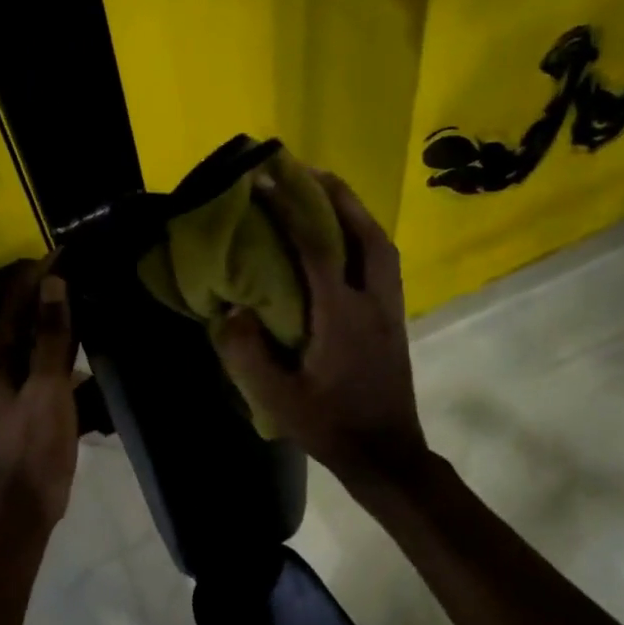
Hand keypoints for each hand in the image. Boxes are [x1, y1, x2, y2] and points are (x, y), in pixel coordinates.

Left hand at [0, 259, 79, 525]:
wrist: (29, 500)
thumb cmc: (36, 443)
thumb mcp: (47, 386)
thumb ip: (51, 336)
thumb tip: (54, 283)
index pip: (16, 301)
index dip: (39, 274)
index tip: (68, 250)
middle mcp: (0, 364)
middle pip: (25, 318)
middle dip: (51, 294)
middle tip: (85, 271)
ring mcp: (16, 384)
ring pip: (38, 341)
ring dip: (60, 322)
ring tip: (92, 301)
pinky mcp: (32, 402)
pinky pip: (49, 365)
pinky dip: (66, 353)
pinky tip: (90, 349)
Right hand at [215, 169, 428, 489]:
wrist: (385, 453)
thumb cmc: (329, 425)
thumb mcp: (278, 399)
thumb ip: (248, 355)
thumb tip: (229, 310)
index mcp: (341, 315)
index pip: (316, 248)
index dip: (290, 209)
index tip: (265, 180)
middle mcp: (372, 302)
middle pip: (364, 233)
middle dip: (336, 195)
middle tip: (307, 171)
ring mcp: (389, 310)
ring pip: (380, 246)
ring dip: (355, 214)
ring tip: (327, 198)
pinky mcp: (394, 321)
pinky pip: (382, 264)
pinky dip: (364, 239)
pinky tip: (345, 245)